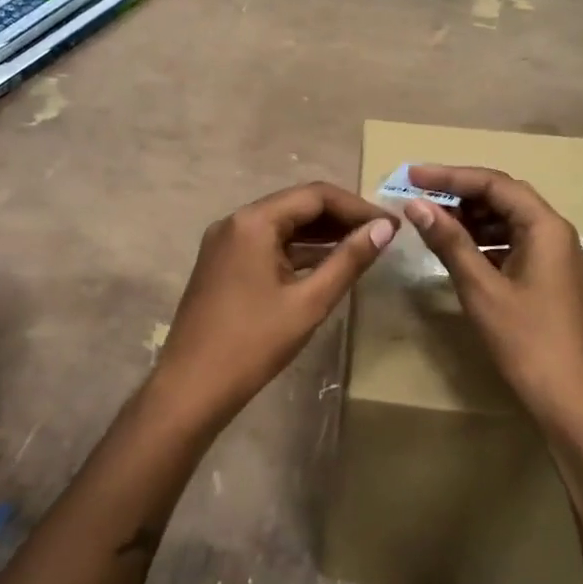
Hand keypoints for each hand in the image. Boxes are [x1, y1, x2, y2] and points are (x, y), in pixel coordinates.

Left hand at [152, 182, 395, 425]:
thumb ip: (349, 260)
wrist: (191, 387)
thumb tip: (385, 228)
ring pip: (282, 225)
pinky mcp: (222, 264)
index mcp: (253, 222)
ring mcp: (225, 243)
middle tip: (381, 235)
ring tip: (362, 248)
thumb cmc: (253, 344)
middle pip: (297, 206)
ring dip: (321, 234)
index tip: (390, 225)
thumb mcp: (309, 302)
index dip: (357, 206)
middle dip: (341, 218)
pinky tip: (326, 265)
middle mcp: (236, 222)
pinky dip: (298, 251)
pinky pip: (267, 245)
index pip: (315, 196)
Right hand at [401, 165, 582, 433]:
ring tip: (432, 224)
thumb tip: (417, 205)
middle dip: (460, 195)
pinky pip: (514, 247)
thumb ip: (450, 243)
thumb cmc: (528, 342)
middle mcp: (556, 234)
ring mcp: (556, 259)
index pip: (495, 184)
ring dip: (471, 220)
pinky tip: (459, 255)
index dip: (450, 176)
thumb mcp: (482, 289)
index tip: (412, 175)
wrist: (575, 402)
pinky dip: (485, 245)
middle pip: (505, 198)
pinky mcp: (551, 282)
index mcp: (546, 227)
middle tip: (419, 199)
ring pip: (509, 224)